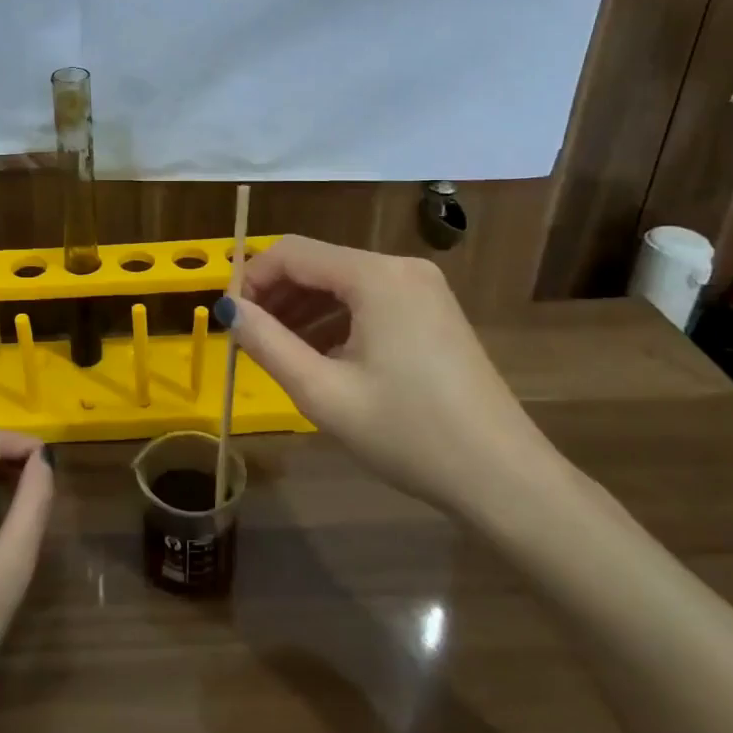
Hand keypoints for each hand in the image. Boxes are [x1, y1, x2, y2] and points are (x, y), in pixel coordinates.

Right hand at [227, 236, 560, 517]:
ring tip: (277, 351)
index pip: (292, 253)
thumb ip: (268, 344)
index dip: (251, 279)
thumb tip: (228, 309)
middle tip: (247, 338)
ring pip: (342, 283)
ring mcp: (422, 288)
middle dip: (276, 295)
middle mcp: (400, 267)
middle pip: (318, 264)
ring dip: (303, 309)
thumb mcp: (324, 393)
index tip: (230, 319)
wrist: (504, 479)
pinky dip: (336, 320)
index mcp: (375, 276)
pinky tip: (321, 357)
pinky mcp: (433, 311)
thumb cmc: (409, 434)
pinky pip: (369, 301)